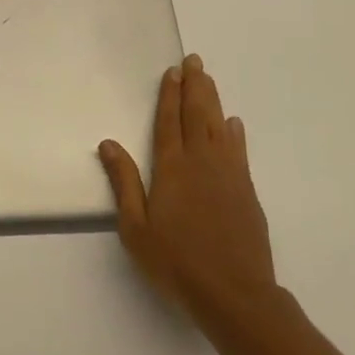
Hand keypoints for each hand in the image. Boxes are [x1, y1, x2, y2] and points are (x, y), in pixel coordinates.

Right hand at [98, 55, 276, 324]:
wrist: (235, 295)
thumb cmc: (177, 263)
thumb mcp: (136, 229)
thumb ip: (123, 182)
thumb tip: (108, 143)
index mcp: (172, 167)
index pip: (169, 120)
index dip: (169, 94)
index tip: (172, 71)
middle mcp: (201, 160)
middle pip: (196, 113)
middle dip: (194, 85)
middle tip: (195, 60)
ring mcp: (228, 174)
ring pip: (218, 125)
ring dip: (213, 99)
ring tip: (209, 79)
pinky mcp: (246, 191)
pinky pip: (238, 150)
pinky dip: (234, 131)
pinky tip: (233, 123)